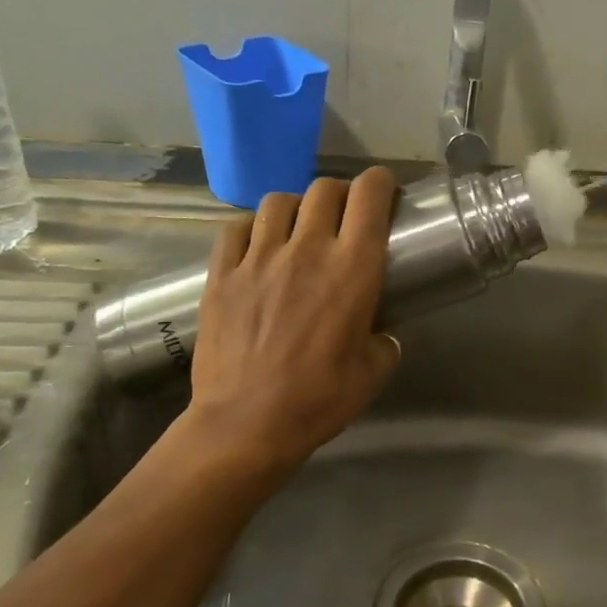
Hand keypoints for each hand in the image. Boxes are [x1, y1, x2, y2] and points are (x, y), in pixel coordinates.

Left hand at [180, 168, 401, 475]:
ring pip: (279, 201)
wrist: (247, 424)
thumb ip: (384, 342)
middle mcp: (307, 250)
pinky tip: (258, 246)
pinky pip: (237, 228)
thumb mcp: (372, 373)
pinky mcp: (221, 274)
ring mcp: (258, 258)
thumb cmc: (319, 400)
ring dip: (297, 207)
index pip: (369, 196)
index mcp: (352, 269)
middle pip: (324, 189)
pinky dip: (253, 227)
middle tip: (345, 217)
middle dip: (341, 195)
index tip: (385, 193)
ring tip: (299, 229)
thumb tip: (382, 333)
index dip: (380, 183)